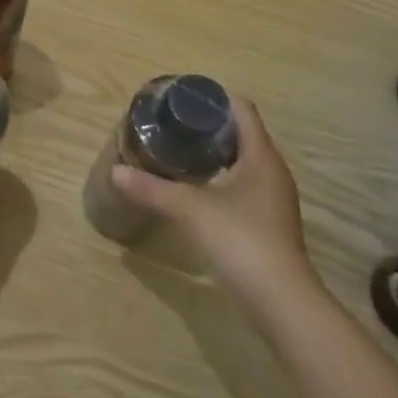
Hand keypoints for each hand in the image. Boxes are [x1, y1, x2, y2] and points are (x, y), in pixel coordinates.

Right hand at [111, 94, 321, 305]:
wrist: (281, 302)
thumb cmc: (241, 240)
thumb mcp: (190, 210)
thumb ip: (152, 189)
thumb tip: (116, 172)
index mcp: (261, 157)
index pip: (243, 110)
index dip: (216, 97)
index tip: (184, 94)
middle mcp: (273, 172)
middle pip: (243, 133)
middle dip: (210, 124)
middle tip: (173, 120)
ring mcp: (273, 200)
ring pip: (244, 161)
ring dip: (216, 152)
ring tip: (179, 149)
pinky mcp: (268, 223)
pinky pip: (243, 185)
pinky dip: (221, 177)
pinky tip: (196, 187)